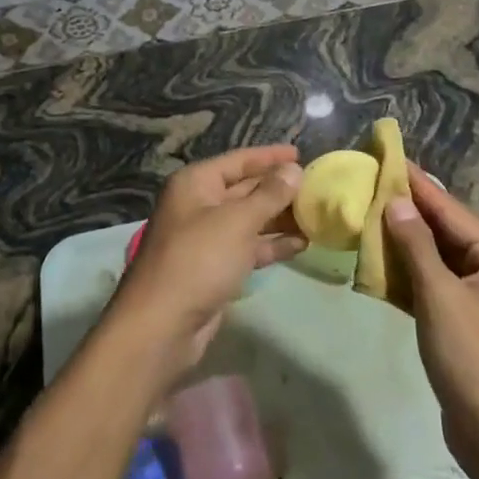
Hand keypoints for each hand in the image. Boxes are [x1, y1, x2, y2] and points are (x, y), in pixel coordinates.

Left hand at [109, 146, 305, 382]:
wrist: (162, 324)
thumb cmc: (199, 259)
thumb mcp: (238, 221)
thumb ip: (269, 195)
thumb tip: (294, 170)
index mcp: (196, 183)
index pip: (239, 160)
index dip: (270, 156)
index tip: (302, 153)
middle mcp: (199, 204)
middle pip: (245, 189)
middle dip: (279, 189)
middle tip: (316, 187)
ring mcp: (206, 237)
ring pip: (249, 220)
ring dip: (280, 218)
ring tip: (316, 215)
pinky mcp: (214, 267)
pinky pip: (248, 247)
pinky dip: (271, 244)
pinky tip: (301, 244)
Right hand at [385, 164, 478, 476]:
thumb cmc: (473, 361)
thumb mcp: (439, 298)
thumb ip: (416, 246)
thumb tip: (397, 201)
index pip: (451, 211)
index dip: (418, 185)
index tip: (389, 158)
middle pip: (446, 231)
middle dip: (409, 211)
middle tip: (372, 183)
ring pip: (438, 258)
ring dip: (405, 242)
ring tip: (368, 214)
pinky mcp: (467, 320)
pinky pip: (435, 284)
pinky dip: (410, 274)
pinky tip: (379, 262)